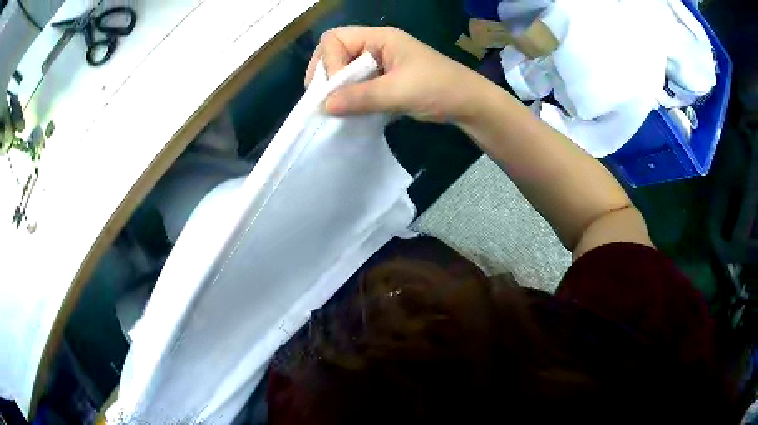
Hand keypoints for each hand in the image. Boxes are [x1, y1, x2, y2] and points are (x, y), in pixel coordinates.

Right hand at [306, 26, 482, 123]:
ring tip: (334, 109)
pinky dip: (349, 97)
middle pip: (335, 52)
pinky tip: (349, 112)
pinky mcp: (384, 80)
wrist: (469, 104)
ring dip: (337, 89)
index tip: (336, 89)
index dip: (329, 62)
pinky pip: (357, 84)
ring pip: (344, 70)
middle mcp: (376, 46)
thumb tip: (324, 106)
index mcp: (380, 38)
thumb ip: (361, 97)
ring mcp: (380, 63)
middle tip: (324, 100)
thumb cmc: (439, 89)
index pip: (335, 39)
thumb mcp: (399, 91)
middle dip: (326, 75)